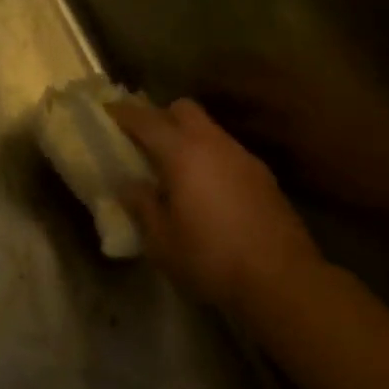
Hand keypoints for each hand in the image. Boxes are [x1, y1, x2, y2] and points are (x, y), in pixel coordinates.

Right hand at [111, 98, 329, 312]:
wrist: (281, 279)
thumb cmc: (210, 258)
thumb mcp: (161, 241)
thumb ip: (142, 206)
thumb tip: (130, 185)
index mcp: (183, 154)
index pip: (146, 120)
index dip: (123, 113)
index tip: (107, 112)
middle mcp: (214, 145)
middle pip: (184, 109)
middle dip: (161, 116)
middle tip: (143, 141)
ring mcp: (243, 157)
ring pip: (209, 130)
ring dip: (188, 138)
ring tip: (174, 169)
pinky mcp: (263, 176)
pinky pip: (227, 152)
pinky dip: (210, 158)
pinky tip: (206, 189)